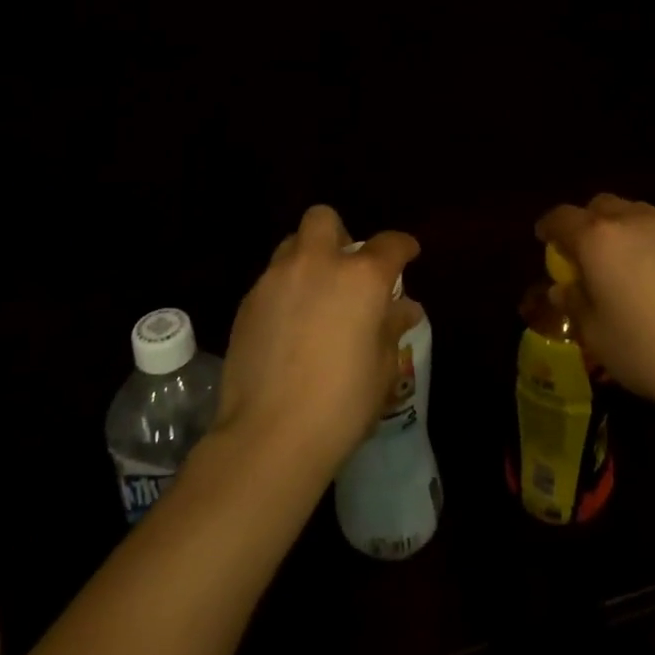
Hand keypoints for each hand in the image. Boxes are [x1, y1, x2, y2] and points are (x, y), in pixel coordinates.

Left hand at [215, 205, 422, 478]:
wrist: (269, 434)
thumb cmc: (341, 404)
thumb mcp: (381, 368)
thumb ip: (391, 328)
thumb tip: (404, 308)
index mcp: (360, 277)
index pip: (389, 244)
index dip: (403, 247)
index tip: (407, 255)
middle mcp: (316, 264)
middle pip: (323, 219)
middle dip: (339, 234)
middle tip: (346, 270)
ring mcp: (275, 279)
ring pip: (292, 245)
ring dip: (308, 259)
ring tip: (315, 297)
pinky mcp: (247, 301)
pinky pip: (271, 279)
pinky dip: (285, 290)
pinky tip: (288, 326)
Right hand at [536, 194, 654, 428]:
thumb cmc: (647, 351)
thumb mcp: (595, 334)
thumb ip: (574, 303)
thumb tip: (563, 289)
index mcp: (597, 239)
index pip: (561, 218)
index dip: (548, 228)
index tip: (543, 241)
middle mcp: (631, 221)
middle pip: (599, 206)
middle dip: (585, 223)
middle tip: (583, 253)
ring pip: (632, 212)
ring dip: (617, 227)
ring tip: (620, 261)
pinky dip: (646, 239)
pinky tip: (654, 273)